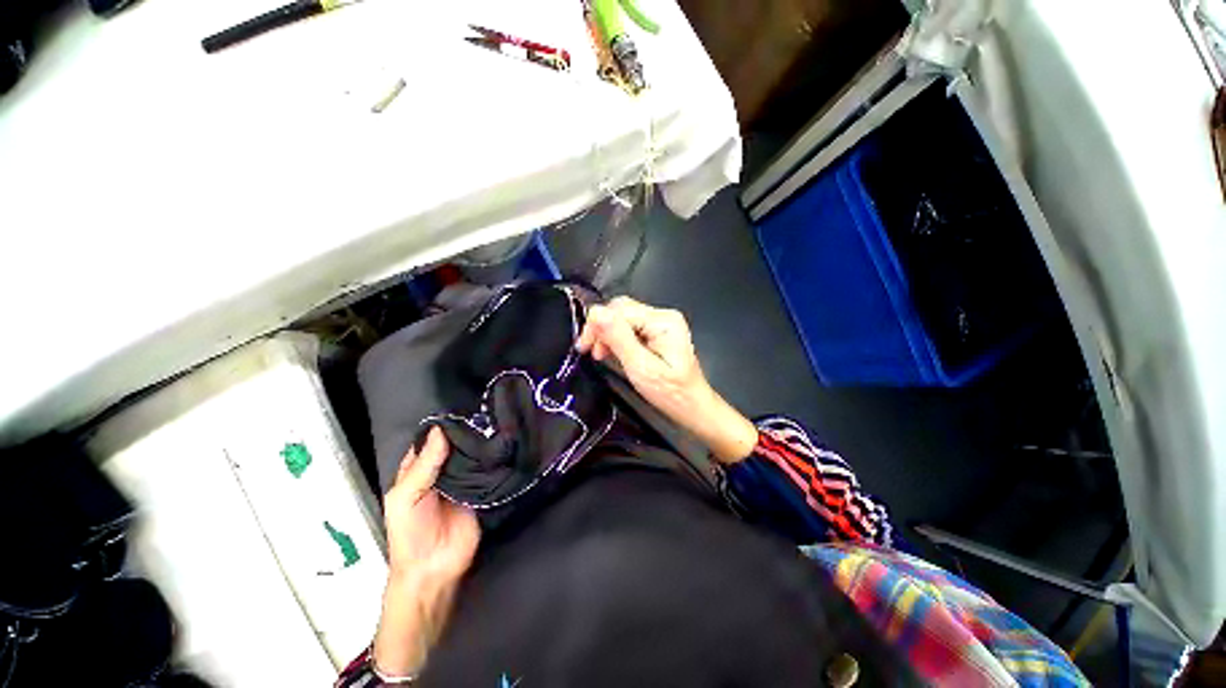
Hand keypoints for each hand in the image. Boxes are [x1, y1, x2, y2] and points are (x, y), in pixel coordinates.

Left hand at [374, 428, 479, 678]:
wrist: (434, 568)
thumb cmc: (410, 532)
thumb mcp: (407, 496)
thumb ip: (424, 465)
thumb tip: (441, 429)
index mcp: (418, 470)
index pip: (430, 440)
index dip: (442, 424)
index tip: (462, 404)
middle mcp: (442, 471)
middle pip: (455, 445)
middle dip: (467, 430)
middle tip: (487, 408)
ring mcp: (464, 480)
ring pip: (473, 455)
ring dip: (482, 442)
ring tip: (499, 419)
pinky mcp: (482, 489)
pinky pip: (488, 470)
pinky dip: (494, 458)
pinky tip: (506, 442)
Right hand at [576, 297, 757, 462]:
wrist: (693, 407)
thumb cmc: (671, 393)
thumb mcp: (641, 368)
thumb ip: (618, 338)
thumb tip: (596, 312)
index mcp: (663, 321)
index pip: (619, 310)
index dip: (597, 324)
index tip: (583, 347)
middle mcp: (663, 316)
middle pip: (621, 310)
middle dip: (601, 328)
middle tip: (590, 351)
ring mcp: (662, 324)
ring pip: (623, 319)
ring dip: (607, 334)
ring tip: (600, 355)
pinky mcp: (658, 333)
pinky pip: (630, 328)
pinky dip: (617, 339)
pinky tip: (612, 352)